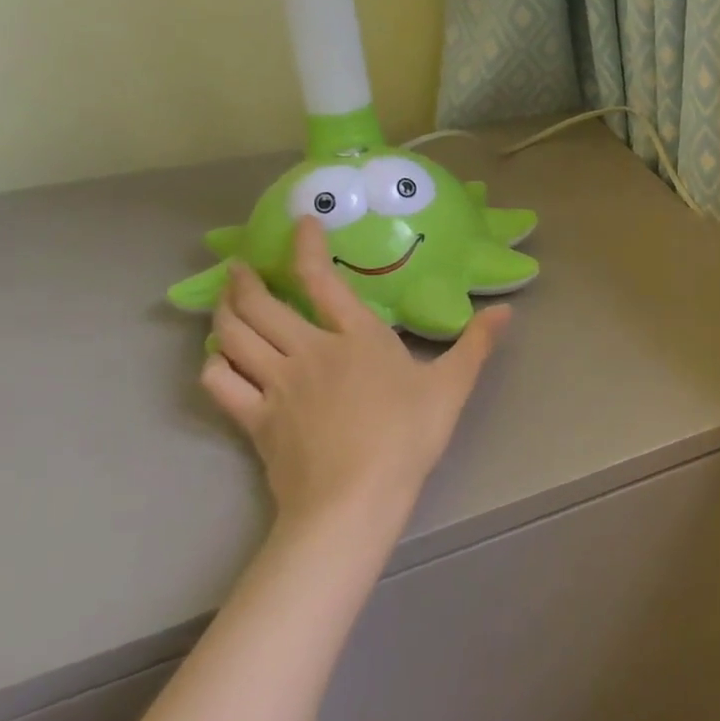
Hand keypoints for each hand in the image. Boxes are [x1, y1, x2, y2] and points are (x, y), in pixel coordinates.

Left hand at [200, 218, 509, 543]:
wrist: (355, 497)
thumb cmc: (407, 435)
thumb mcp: (452, 385)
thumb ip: (476, 343)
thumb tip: (506, 310)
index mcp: (357, 337)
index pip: (323, 280)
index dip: (307, 246)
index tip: (300, 222)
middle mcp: (309, 351)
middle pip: (262, 306)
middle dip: (246, 280)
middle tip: (238, 265)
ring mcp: (277, 385)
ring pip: (234, 338)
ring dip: (222, 312)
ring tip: (221, 300)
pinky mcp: (255, 420)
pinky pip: (221, 384)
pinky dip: (213, 366)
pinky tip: (216, 360)